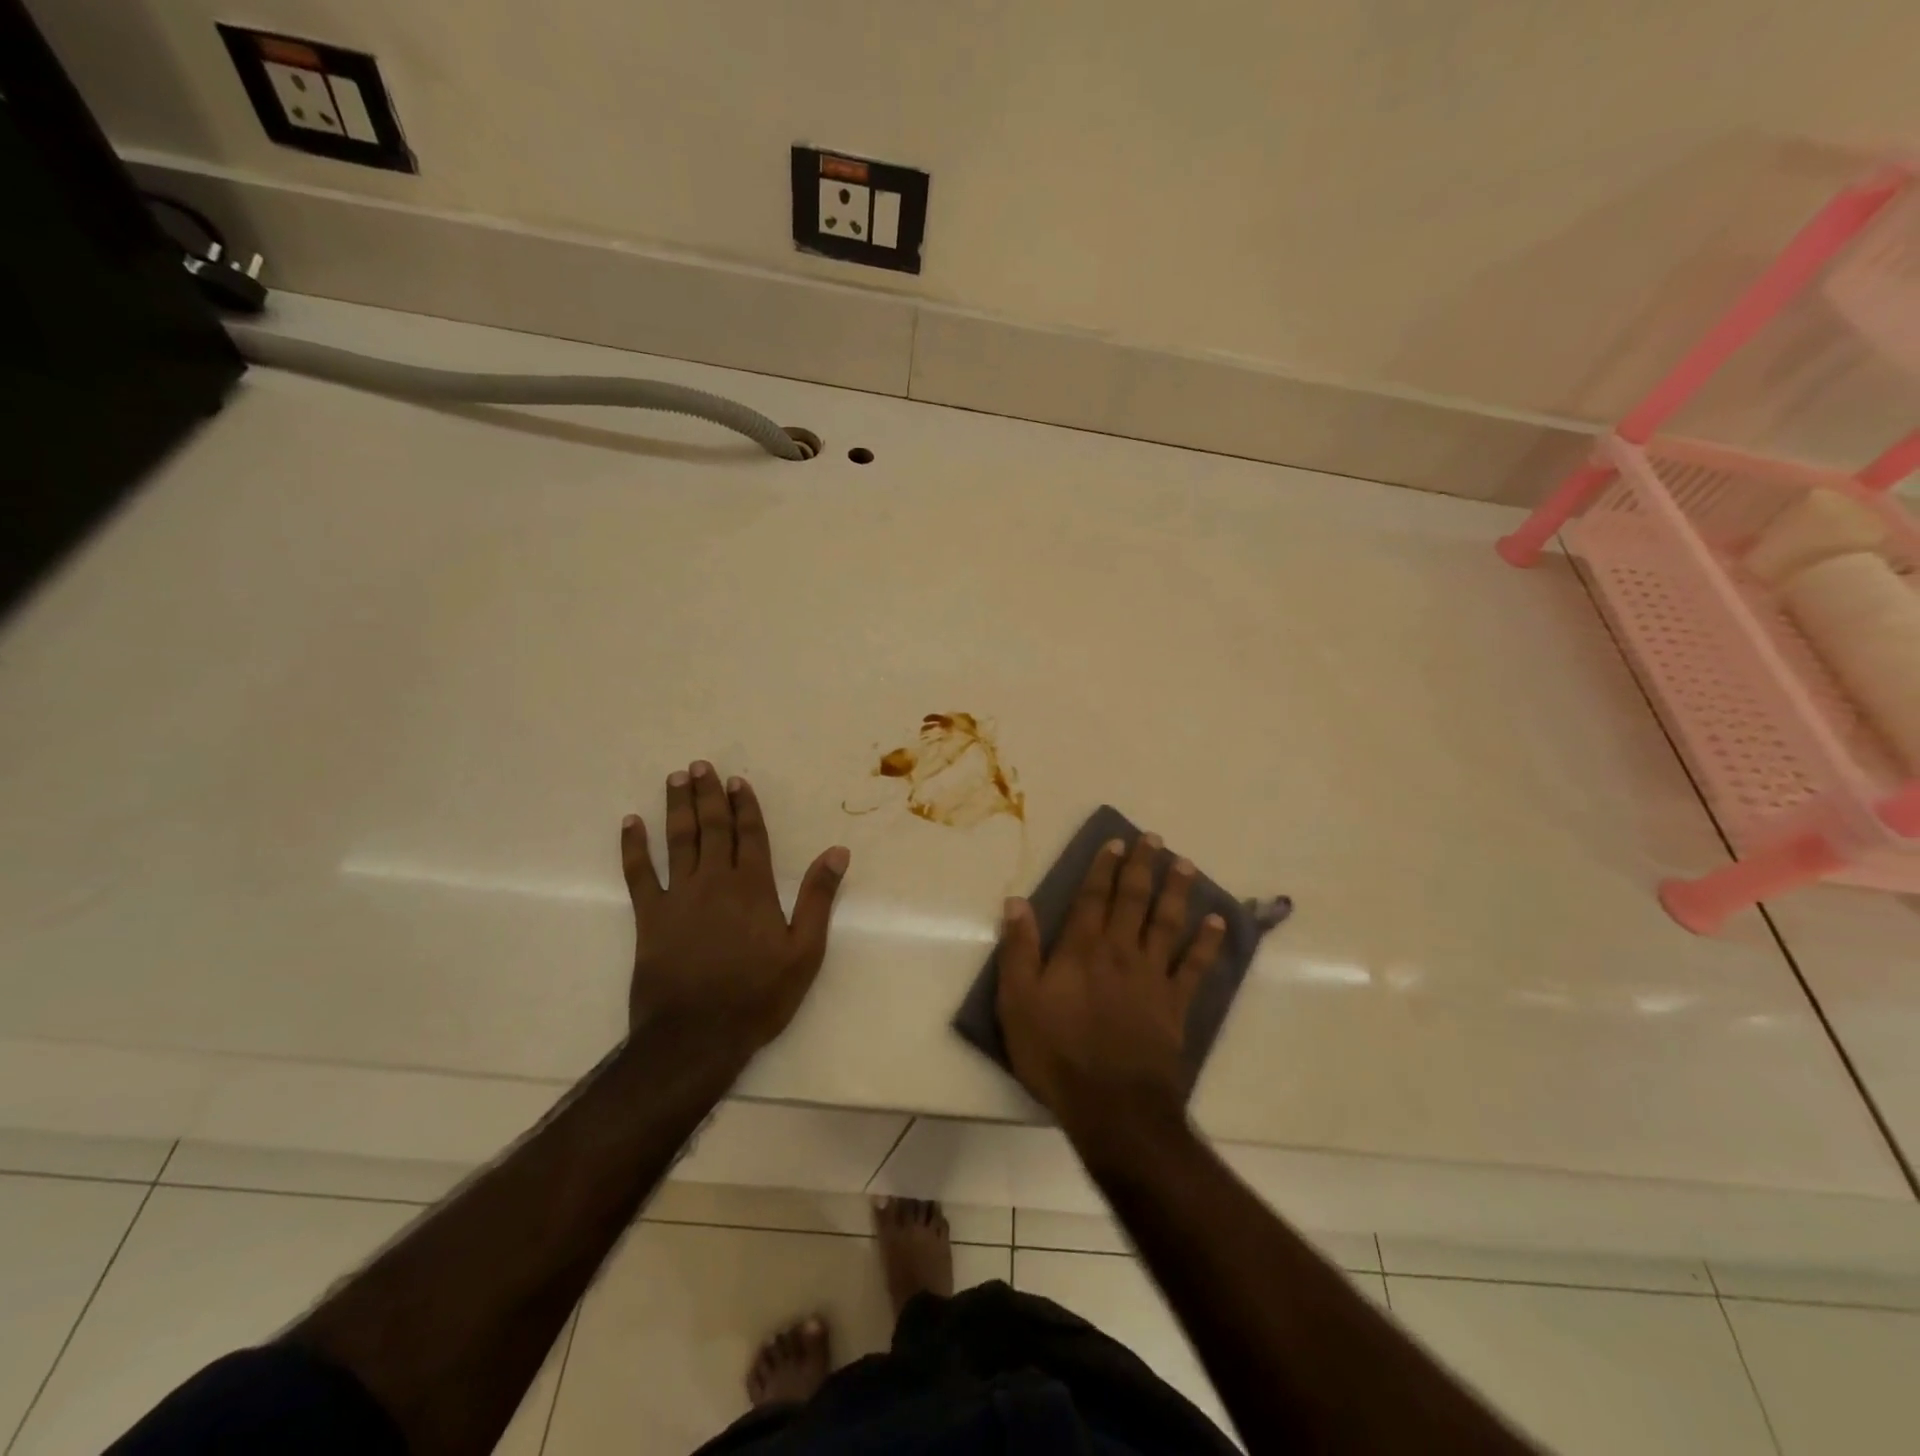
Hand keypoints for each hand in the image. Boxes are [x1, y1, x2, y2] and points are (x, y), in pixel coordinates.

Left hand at [621, 761, 849, 1060]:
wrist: (696, 1036)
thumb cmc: (757, 996)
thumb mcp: (804, 952)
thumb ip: (819, 898)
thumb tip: (837, 852)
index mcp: (753, 887)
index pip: (750, 835)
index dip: (745, 805)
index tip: (737, 781)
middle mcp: (715, 881)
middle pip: (712, 828)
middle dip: (708, 795)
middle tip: (701, 766)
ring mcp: (678, 897)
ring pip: (678, 841)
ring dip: (677, 807)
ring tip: (675, 779)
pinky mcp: (649, 917)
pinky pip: (638, 873)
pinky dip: (633, 847)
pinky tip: (630, 824)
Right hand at [995, 834, 1225, 1143]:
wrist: (1112, 1105)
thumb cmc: (1056, 1053)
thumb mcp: (1018, 1002)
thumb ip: (1019, 949)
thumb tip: (1017, 902)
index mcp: (1081, 949)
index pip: (1092, 897)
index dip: (1103, 868)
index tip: (1116, 842)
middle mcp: (1120, 952)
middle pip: (1133, 899)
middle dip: (1143, 866)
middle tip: (1154, 839)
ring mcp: (1152, 976)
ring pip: (1167, 923)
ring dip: (1177, 891)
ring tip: (1186, 864)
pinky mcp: (1175, 1004)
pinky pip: (1195, 966)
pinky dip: (1207, 943)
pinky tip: (1218, 923)